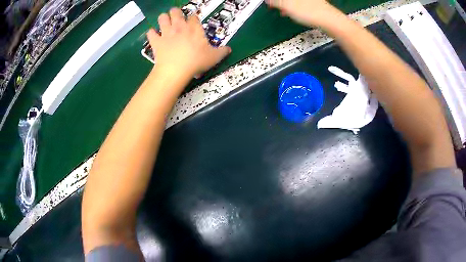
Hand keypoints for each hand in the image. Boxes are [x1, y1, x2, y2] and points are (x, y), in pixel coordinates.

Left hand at [147, 8, 230, 77]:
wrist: (176, 70)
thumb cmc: (196, 61)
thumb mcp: (214, 57)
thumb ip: (222, 52)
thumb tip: (229, 49)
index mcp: (194, 28)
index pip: (194, 17)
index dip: (193, 18)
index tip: (193, 22)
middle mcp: (179, 27)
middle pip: (176, 12)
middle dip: (176, 12)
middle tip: (176, 17)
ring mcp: (166, 33)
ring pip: (162, 18)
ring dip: (163, 18)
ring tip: (164, 22)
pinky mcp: (156, 41)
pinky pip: (150, 33)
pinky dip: (151, 33)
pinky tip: (153, 35)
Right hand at [265, 0, 337, 26]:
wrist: (330, 21)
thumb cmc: (309, 12)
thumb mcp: (287, 6)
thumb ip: (276, 1)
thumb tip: (267, 0)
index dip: (274, 1)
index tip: (269, 4)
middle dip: (281, 2)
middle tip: (275, 7)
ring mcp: (311, 0)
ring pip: (295, 1)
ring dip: (287, 5)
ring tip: (283, 12)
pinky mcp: (316, 4)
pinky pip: (301, 4)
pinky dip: (295, 8)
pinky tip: (294, 14)